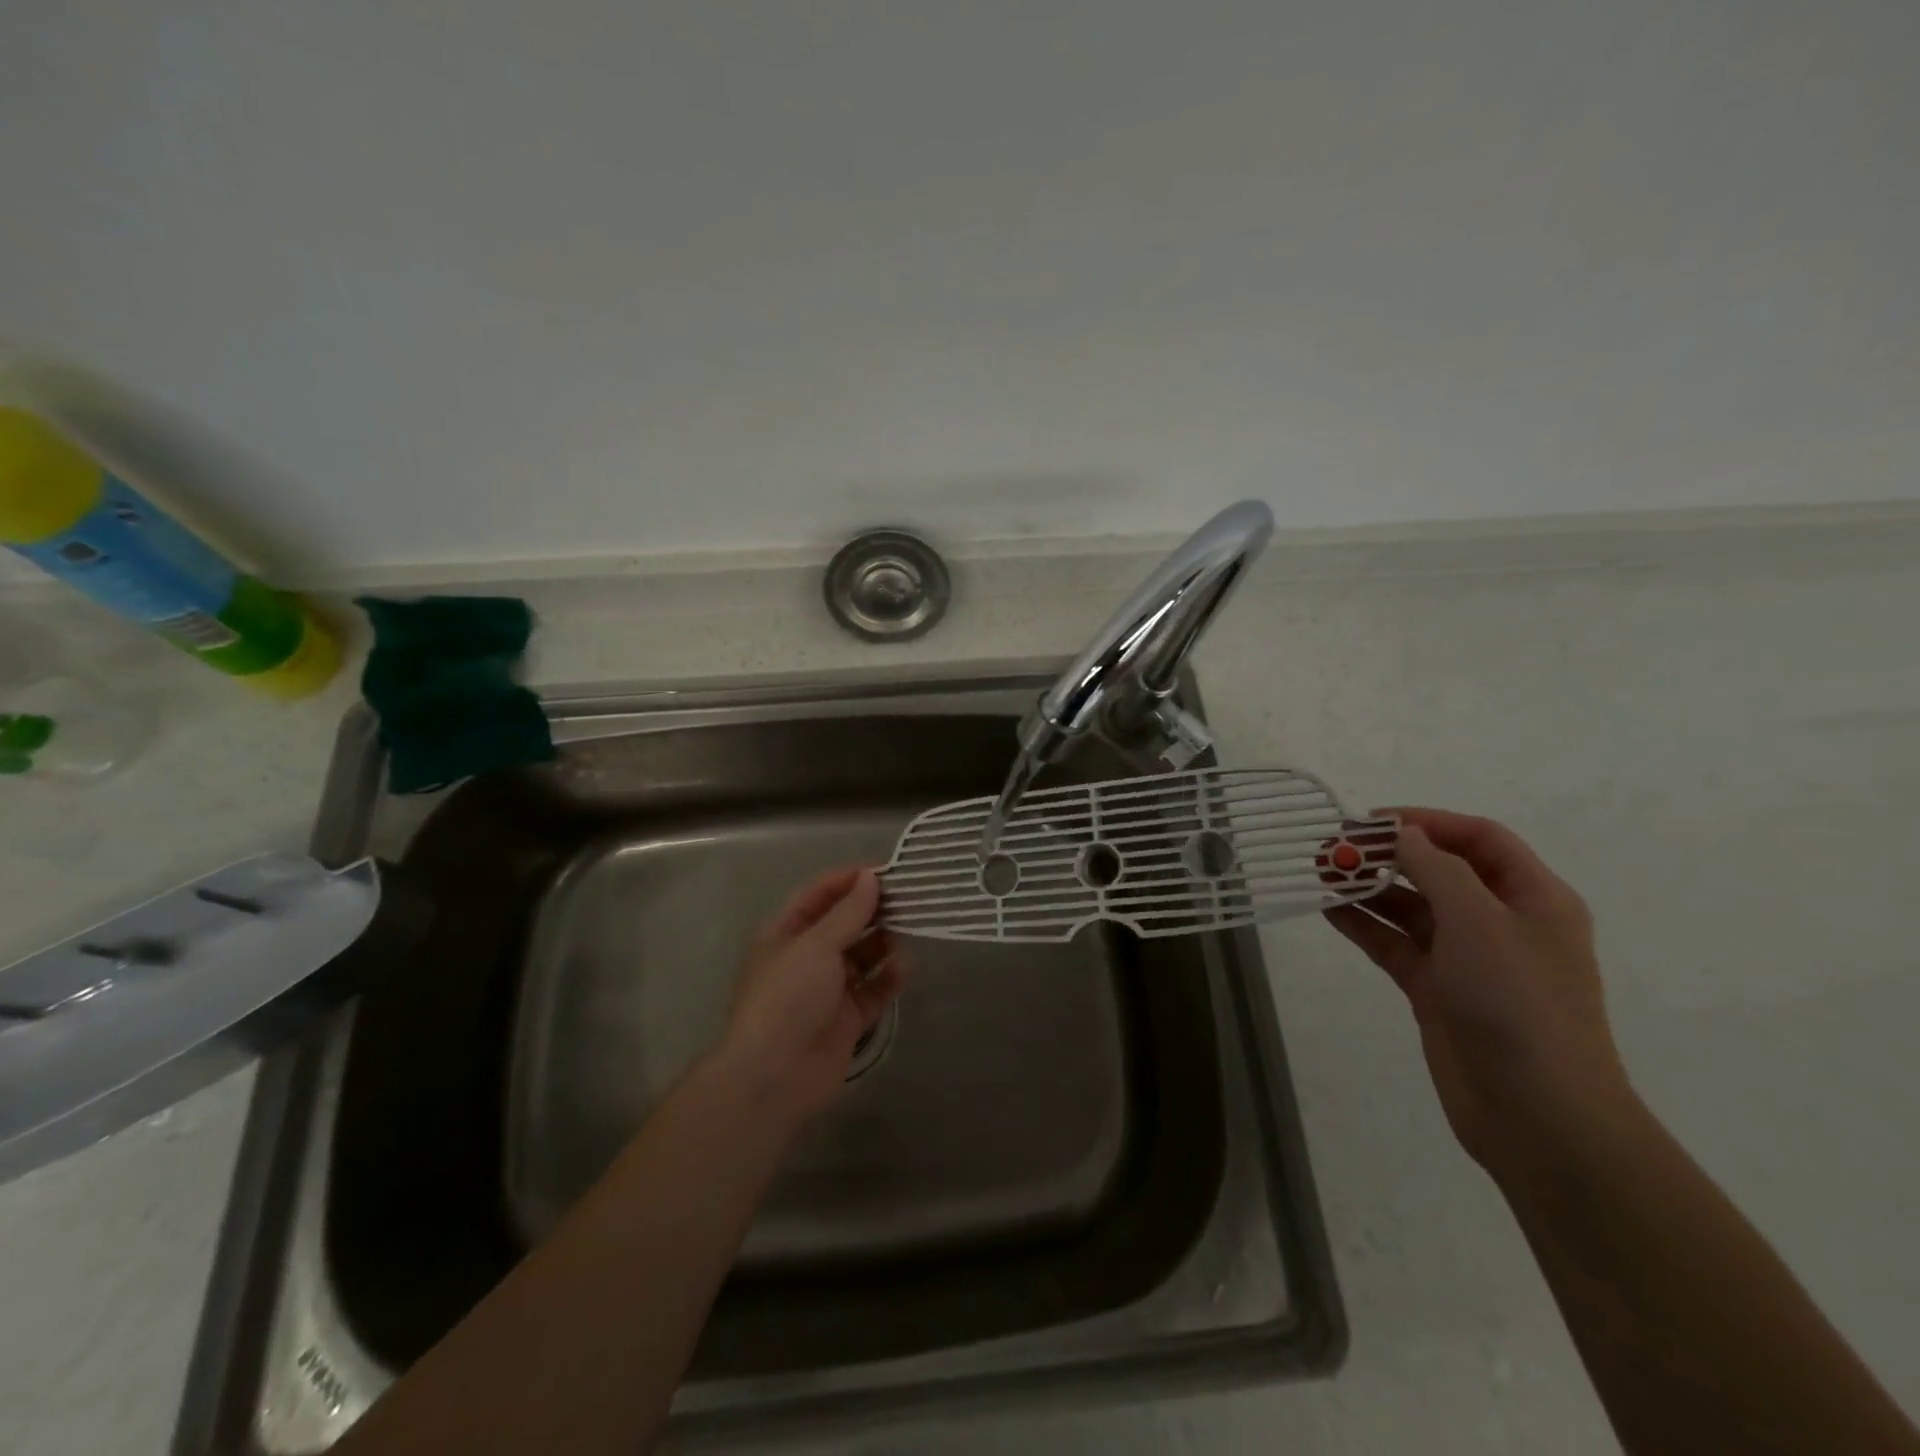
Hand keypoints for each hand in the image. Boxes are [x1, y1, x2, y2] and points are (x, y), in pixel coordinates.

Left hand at [711, 867, 904, 1133]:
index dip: (850, 880)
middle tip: (910, 898)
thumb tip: (870, 878)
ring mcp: (827, 989)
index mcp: (786, 932)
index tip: (888, 870)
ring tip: (911, 929)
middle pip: (844, 923)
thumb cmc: (787, 997)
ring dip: (884, 942)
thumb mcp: (816, 945)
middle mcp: (806, 956)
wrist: (773, 1076)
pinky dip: (889, 978)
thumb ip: (848, 912)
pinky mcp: (847, 1018)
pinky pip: (873, 990)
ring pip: (862, 955)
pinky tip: (905, 968)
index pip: (820, 894)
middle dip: (873, 910)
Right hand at [1325, 808, 1636, 1181]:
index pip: (1479, 838)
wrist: (1538, 1114)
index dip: (1426, 822)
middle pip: (1440, 870)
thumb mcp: (1479, 921)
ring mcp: (1468, 959)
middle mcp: (1502, 922)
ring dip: (1370, 888)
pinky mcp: (1438, 990)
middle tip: (1334, 847)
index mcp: (1533, 898)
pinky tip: (1329, 910)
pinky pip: (1396, 944)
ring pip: (1412, 908)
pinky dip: (1364, 925)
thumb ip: (1437, 869)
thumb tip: (1403, 833)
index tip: (1369, 821)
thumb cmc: (1517, 1003)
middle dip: (1389, 854)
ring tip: (1321, 873)